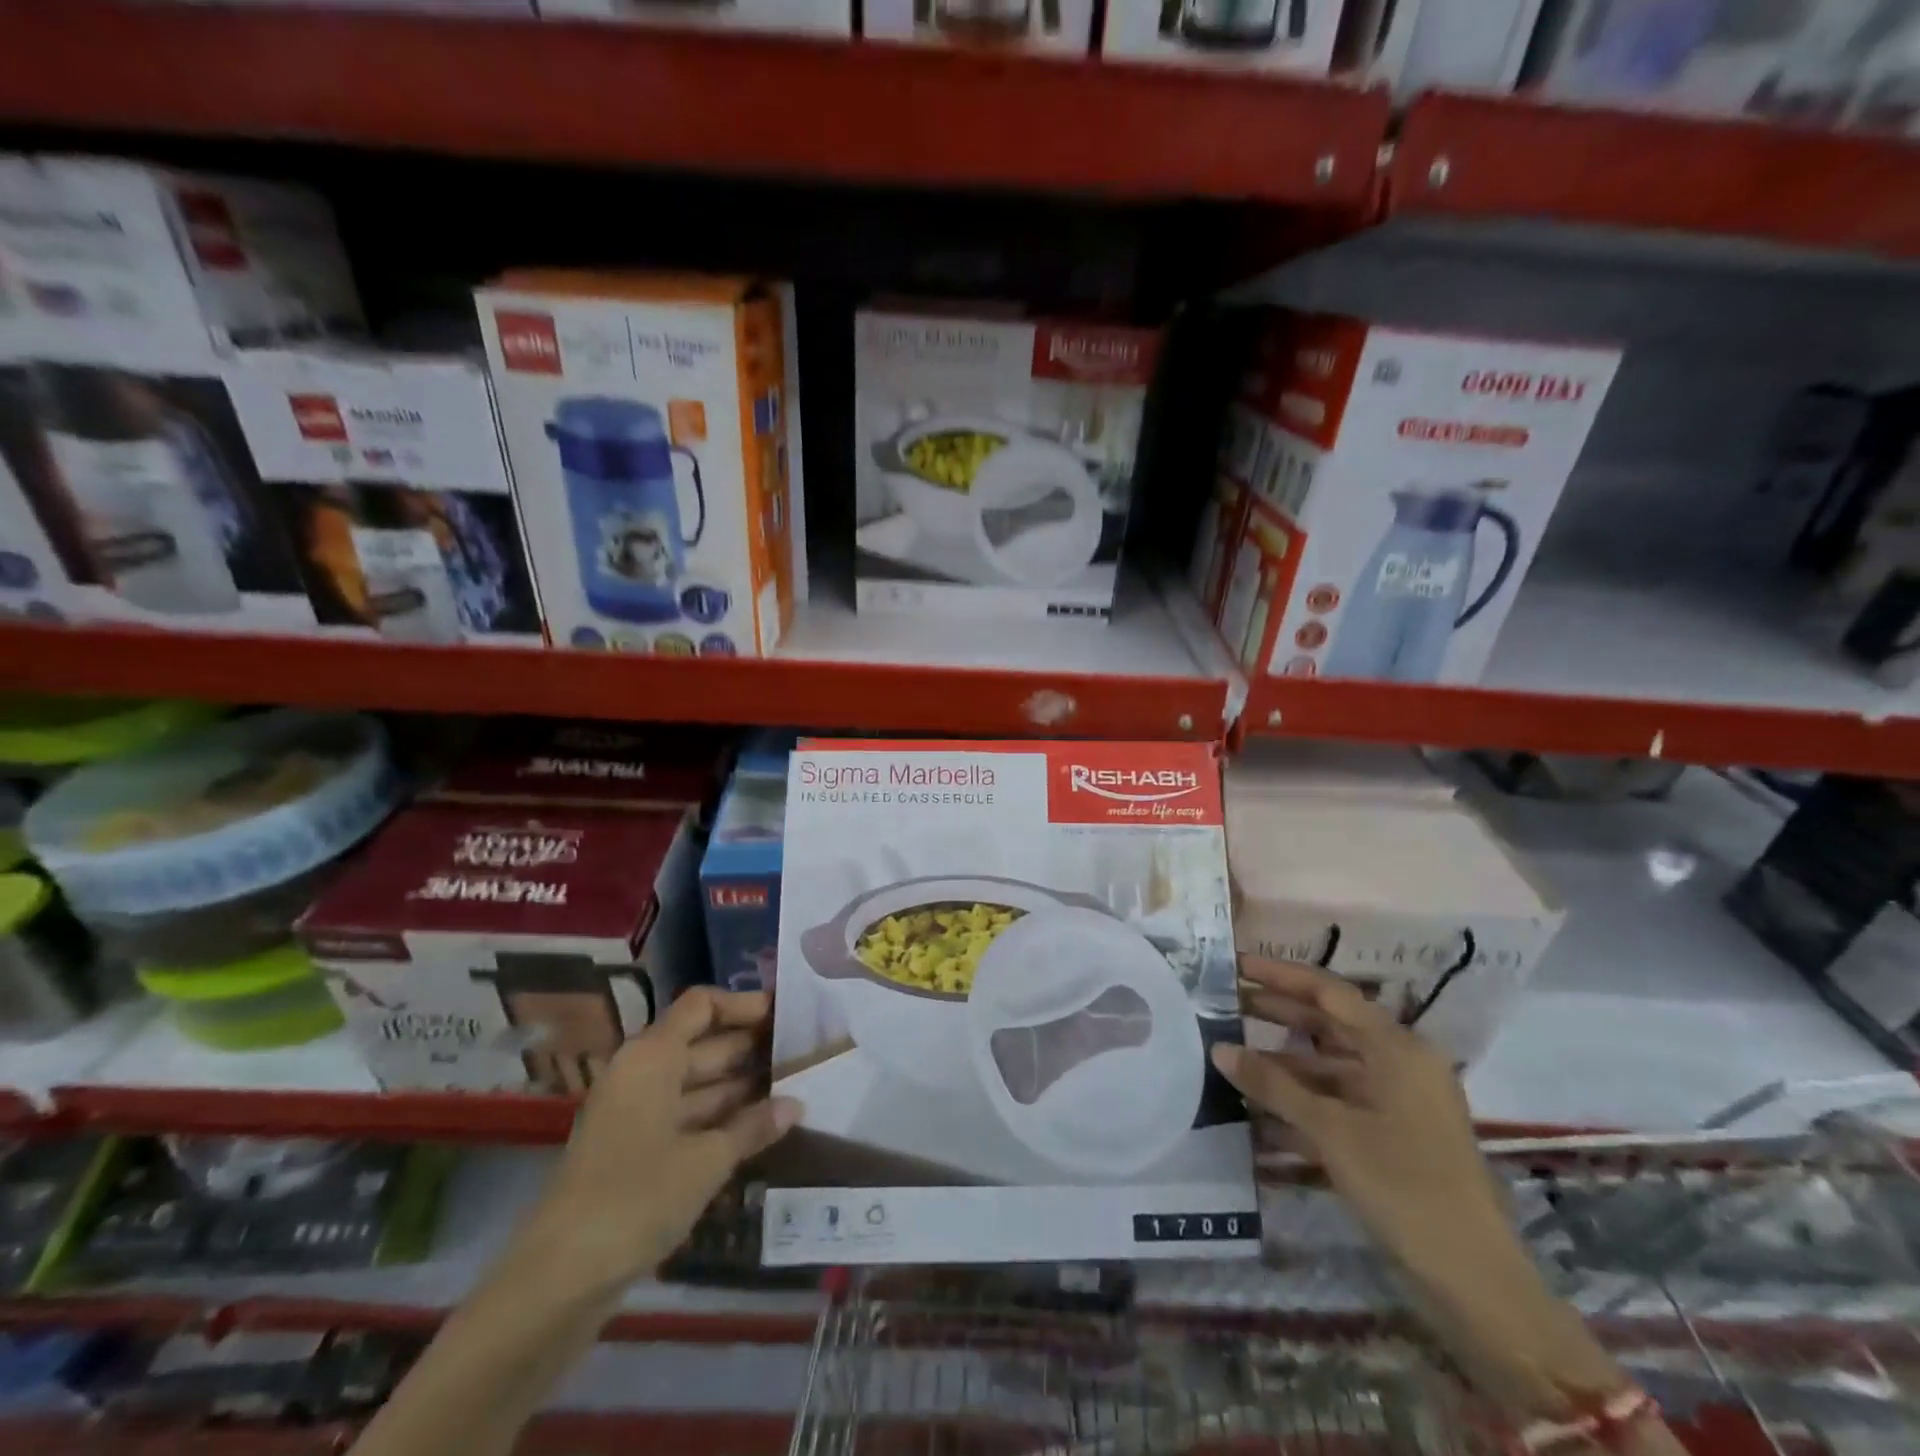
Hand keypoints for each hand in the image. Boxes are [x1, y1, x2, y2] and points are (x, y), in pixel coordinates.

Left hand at [513, 988, 801, 1295]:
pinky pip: (687, 1116)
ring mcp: (637, 1112)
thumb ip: (753, 1127)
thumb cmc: (636, 1200)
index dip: (744, 1004)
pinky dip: (721, 1117)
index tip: (787, 1013)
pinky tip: (760, 1126)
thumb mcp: (705, 1161)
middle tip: (804, 1051)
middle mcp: (643, 1074)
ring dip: (741, 1084)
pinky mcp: (636, 1149)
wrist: (559, 1281)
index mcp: (652, 1057)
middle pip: (704, 1042)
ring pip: (698, 1082)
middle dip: (752, 1046)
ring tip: (794, 1084)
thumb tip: (796, 1105)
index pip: (702, 1006)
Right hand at [1212, 958, 1626, 1420]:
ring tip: (1231, 1056)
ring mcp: (1398, 1101)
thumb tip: (1219, 1048)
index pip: (1328, 992)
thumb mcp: (1331, 1132)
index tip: (1236, 965)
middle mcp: (1400, 1063)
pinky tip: (1258, 1110)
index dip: (1279, 975)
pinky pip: (1339, 1101)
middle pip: (1329, 1025)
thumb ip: (1273, 1085)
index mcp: (1396, 1048)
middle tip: (1224, 1004)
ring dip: (1283, 1063)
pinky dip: (1302, 1100)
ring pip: (1330, 1066)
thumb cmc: (1405, 1187)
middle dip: (1277, 1014)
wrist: (1476, 1281)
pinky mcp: (1393, 1135)